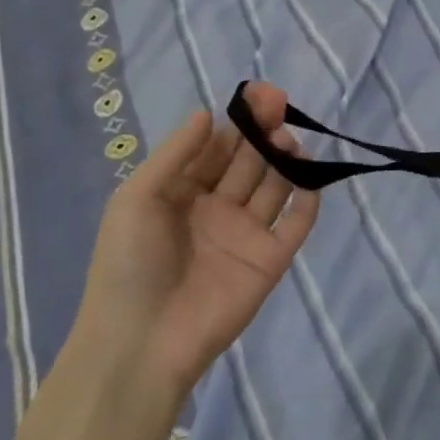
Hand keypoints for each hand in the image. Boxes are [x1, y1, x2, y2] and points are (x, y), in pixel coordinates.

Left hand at [74, 83, 319, 396]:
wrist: (141, 344)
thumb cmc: (129, 264)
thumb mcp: (136, 199)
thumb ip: (174, 155)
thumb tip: (207, 113)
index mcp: (182, 192)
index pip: (216, 147)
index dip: (236, 121)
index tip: (256, 95)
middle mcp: (216, 208)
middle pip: (248, 161)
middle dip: (263, 131)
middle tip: (279, 104)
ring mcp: (245, 235)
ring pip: (273, 186)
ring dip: (285, 159)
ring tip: (288, 139)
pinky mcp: (269, 262)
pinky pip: (294, 226)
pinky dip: (307, 201)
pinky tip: (310, 176)